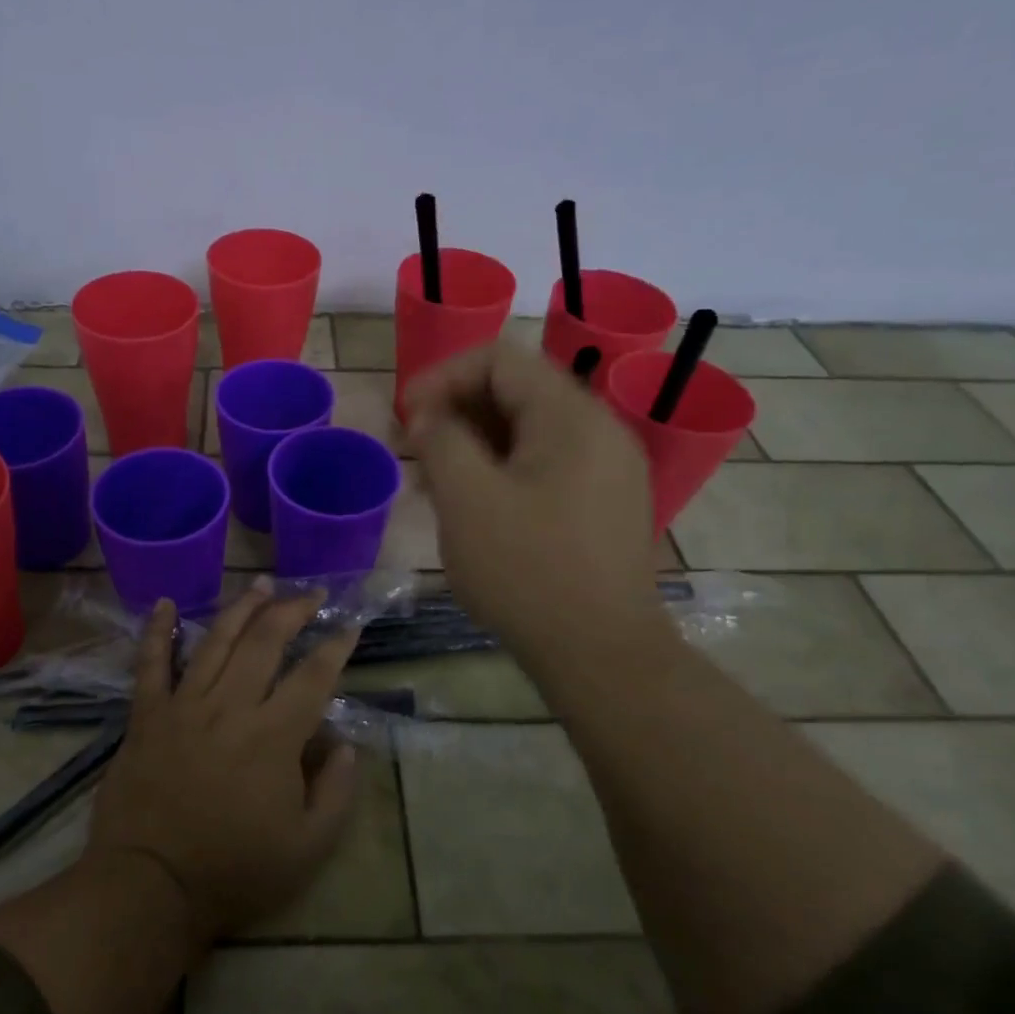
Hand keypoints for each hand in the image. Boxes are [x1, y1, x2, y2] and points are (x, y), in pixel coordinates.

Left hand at [88, 581, 361, 941]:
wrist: (150, 886)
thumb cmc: (234, 870)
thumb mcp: (307, 848)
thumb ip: (336, 792)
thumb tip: (344, 744)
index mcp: (274, 735)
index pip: (313, 675)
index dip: (335, 646)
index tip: (349, 625)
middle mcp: (231, 705)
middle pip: (265, 641)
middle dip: (292, 610)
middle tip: (309, 594)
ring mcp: (184, 704)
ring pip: (216, 640)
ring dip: (241, 607)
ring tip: (260, 583)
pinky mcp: (147, 714)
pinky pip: (150, 663)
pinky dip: (157, 631)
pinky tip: (164, 603)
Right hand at [403, 343, 676, 667]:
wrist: (601, 654)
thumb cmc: (527, 570)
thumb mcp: (467, 499)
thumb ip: (440, 440)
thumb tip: (429, 418)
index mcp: (571, 416)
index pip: (499, 359)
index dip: (442, 376)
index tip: (406, 416)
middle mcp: (599, 429)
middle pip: (516, 391)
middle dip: (456, 410)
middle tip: (414, 448)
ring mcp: (607, 468)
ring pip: (529, 431)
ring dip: (475, 442)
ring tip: (434, 479)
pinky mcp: (604, 503)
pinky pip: (546, 464)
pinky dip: (503, 469)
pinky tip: (472, 504)